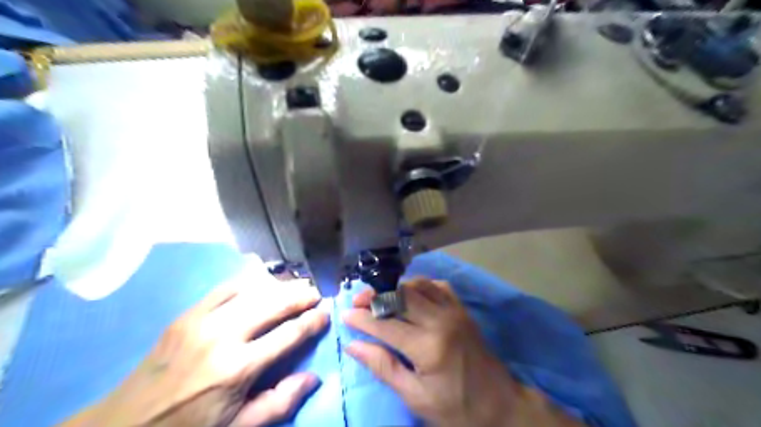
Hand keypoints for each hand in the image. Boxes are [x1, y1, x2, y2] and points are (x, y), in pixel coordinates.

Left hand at [69, 272, 329, 424]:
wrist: (126, 426)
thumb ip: (280, 402)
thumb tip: (313, 377)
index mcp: (239, 368)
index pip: (289, 334)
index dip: (312, 321)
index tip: (325, 313)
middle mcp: (224, 337)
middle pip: (274, 305)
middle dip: (301, 295)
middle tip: (316, 292)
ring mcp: (203, 320)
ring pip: (253, 291)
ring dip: (280, 285)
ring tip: (297, 284)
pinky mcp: (187, 314)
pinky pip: (225, 287)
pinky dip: (249, 281)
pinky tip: (262, 281)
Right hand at [345, 278, 586, 424]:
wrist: (500, 404)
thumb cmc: (455, 407)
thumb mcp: (416, 396)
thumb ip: (384, 367)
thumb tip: (354, 345)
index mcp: (429, 346)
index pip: (386, 325)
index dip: (363, 319)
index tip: (345, 315)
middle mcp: (441, 320)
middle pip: (401, 296)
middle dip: (376, 296)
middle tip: (359, 301)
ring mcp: (454, 311)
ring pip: (419, 285)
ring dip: (396, 288)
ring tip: (380, 298)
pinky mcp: (462, 309)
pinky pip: (437, 286)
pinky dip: (419, 286)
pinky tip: (410, 295)